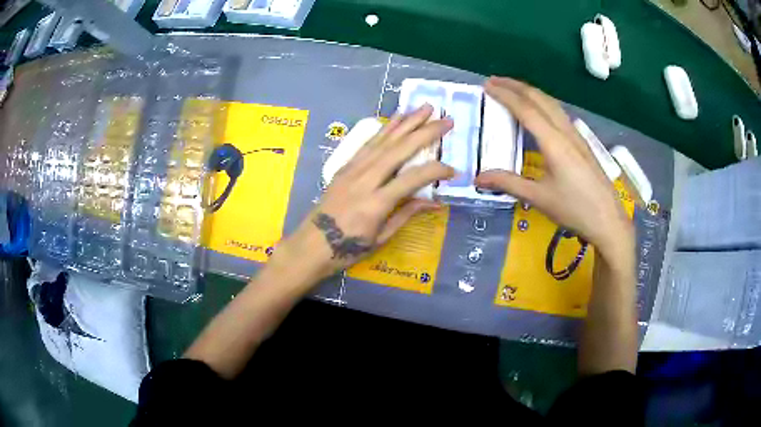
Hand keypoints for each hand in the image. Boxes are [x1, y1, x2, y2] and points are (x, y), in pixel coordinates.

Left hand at [274, 105, 454, 278]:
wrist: (312, 244)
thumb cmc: (348, 248)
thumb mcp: (381, 238)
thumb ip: (407, 214)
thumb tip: (435, 202)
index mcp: (377, 203)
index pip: (413, 178)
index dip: (436, 171)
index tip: (453, 170)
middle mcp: (365, 179)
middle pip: (399, 149)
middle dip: (425, 131)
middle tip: (446, 119)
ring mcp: (353, 169)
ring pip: (384, 140)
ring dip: (406, 121)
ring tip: (425, 107)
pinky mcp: (345, 165)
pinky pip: (368, 143)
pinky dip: (384, 129)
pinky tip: (396, 118)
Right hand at [475, 77, 632, 256]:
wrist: (608, 220)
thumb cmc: (574, 209)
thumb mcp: (539, 198)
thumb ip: (508, 183)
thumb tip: (478, 178)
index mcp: (553, 142)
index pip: (525, 109)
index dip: (505, 95)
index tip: (487, 86)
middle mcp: (565, 131)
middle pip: (539, 98)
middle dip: (516, 86)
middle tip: (494, 81)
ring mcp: (576, 135)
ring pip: (551, 103)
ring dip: (530, 92)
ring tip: (512, 89)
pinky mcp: (581, 142)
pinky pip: (559, 113)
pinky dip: (542, 103)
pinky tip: (538, 110)